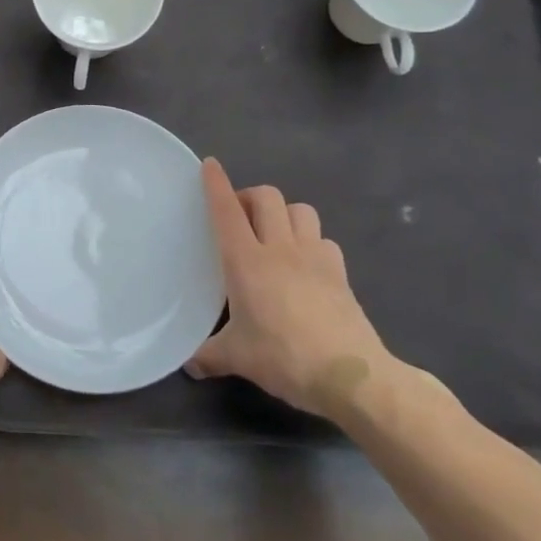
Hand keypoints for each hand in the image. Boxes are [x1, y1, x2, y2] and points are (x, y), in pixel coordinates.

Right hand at [184, 157, 394, 418]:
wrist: (351, 375)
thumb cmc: (284, 358)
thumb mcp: (237, 358)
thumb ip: (209, 356)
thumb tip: (189, 365)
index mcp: (246, 261)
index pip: (227, 210)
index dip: (216, 183)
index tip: (209, 165)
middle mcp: (280, 248)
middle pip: (267, 197)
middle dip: (251, 196)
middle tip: (241, 217)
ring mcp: (314, 257)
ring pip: (300, 210)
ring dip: (284, 214)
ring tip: (275, 234)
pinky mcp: (340, 272)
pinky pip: (324, 240)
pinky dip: (312, 242)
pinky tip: (306, 265)